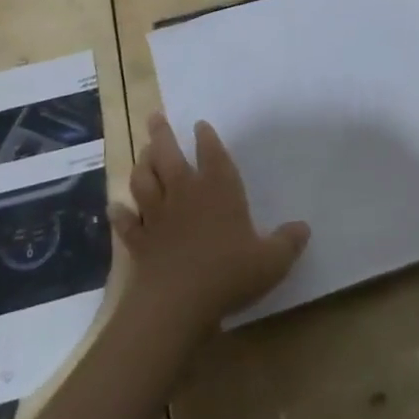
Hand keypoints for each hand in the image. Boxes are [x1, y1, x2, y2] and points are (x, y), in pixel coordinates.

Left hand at [112, 115, 309, 336]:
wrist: (178, 302)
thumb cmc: (228, 273)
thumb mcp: (271, 261)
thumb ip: (288, 243)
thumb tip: (304, 228)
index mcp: (218, 189)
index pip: (212, 153)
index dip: (206, 137)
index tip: (200, 125)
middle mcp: (185, 193)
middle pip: (168, 154)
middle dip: (161, 134)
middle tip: (154, 117)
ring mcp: (158, 215)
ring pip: (144, 180)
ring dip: (141, 165)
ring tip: (141, 153)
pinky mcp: (140, 240)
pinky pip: (127, 222)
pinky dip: (120, 213)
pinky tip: (114, 207)